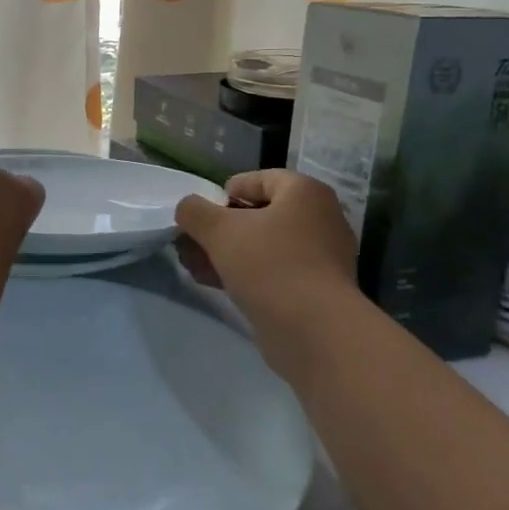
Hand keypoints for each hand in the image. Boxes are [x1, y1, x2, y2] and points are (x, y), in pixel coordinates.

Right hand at [174, 170, 356, 327]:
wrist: (313, 330)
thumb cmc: (268, 264)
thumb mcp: (218, 230)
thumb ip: (194, 211)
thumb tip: (188, 209)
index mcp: (305, 193)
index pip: (259, 179)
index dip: (225, 193)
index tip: (202, 215)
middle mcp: (320, 219)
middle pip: (259, 215)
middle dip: (219, 229)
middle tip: (191, 243)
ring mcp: (320, 257)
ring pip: (262, 246)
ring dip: (226, 253)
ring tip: (194, 266)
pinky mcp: (314, 290)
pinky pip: (273, 272)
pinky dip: (244, 274)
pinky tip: (213, 284)